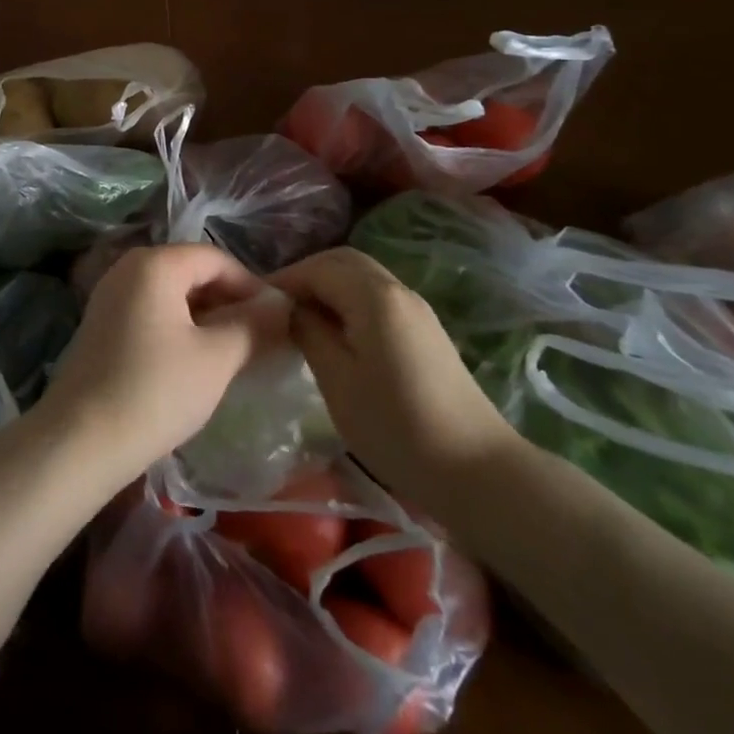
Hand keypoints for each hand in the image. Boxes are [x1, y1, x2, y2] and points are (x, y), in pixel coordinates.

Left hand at [40, 243, 286, 485]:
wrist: (80, 441)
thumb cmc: (155, 391)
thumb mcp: (216, 359)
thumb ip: (254, 326)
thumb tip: (283, 305)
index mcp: (154, 263)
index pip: (215, 258)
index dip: (251, 285)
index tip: (279, 320)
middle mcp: (128, 268)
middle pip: (191, 272)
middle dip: (229, 301)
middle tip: (261, 339)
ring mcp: (110, 296)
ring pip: (172, 294)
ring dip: (207, 317)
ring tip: (235, 353)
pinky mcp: (102, 324)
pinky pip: (152, 312)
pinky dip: (180, 328)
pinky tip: (196, 363)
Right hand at [277, 247, 520, 513]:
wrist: (479, 472)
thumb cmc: (397, 427)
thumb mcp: (337, 380)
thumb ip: (308, 332)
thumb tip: (288, 308)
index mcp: (373, 296)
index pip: (317, 267)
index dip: (283, 280)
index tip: (254, 305)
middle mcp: (397, 289)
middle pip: (342, 261)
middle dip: (306, 276)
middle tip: (276, 307)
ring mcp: (416, 309)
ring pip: (361, 277)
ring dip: (328, 288)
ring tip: (301, 321)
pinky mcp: (425, 331)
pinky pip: (376, 297)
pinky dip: (348, 302)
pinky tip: (335, 335)